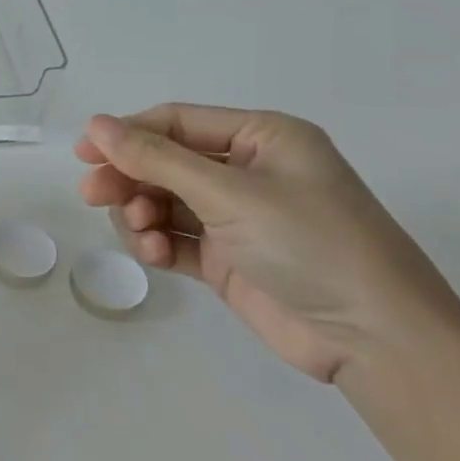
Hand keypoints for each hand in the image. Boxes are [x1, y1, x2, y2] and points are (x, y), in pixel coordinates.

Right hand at [75, 104, 459, 381]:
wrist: (375, 338)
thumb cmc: (310, 243)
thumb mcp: (230, 193)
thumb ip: (157, 159)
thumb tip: (96, 125)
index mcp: (262, 138)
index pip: (177, 122)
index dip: (127, 134)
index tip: (84, 154)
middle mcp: (247, 172)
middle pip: (165, 163)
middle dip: (129, 178)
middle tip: (92, 196)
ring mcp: (237, 218)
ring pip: (163, 202)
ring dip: (142, 214)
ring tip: (141, 233)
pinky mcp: (227, 258)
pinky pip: (175, 238)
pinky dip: (158, 243)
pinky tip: (157, 255)